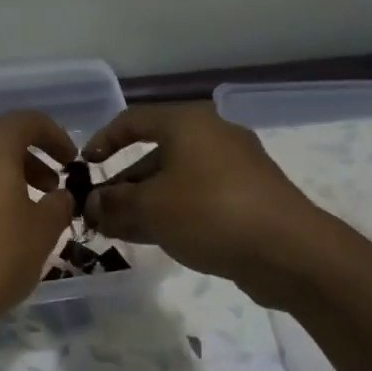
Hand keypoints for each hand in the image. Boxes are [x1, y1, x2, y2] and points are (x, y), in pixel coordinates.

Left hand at [0, 111, 76, 331]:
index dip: (56, 137)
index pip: (29, 121)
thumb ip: (59, 204)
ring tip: (29, 211)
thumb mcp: (44, 231)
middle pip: (1, 141)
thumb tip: (59, 196)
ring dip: (8, 178)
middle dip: (32, 160)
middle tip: (54, 190)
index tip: (72, 162)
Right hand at [84, 104, 326, 307]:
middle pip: (155, 153)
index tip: (83, 166)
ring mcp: (234, 168)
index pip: (133, 120)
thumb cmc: (209, 212)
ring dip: (144, 203)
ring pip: (176, 180)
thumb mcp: (150, 208)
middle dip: (123, 184)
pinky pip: (198, 198)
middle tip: (99, 211)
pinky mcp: (247, 197)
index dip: (103, 140)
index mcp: (188, 123)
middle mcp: (212, 136)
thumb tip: (92, 205)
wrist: (288, 250)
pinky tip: (152, 238)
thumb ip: (115, 203)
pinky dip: (172, 212)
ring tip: (117, 230)